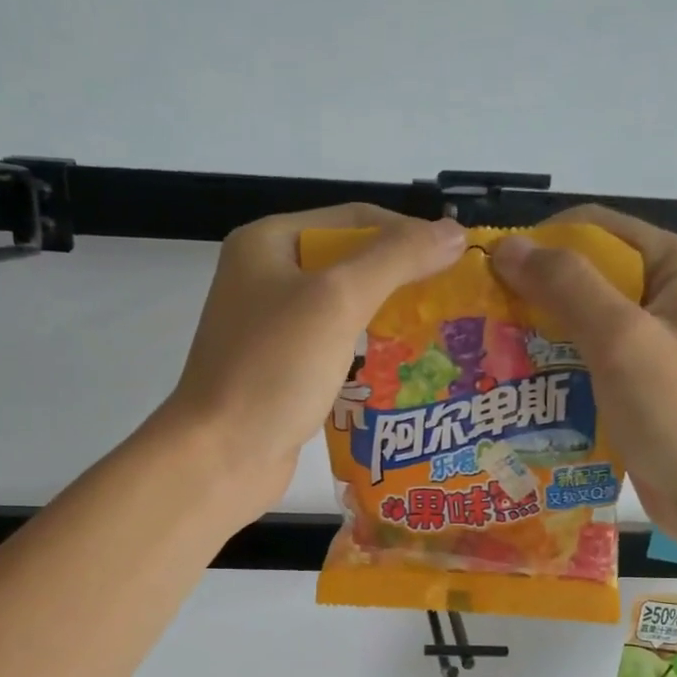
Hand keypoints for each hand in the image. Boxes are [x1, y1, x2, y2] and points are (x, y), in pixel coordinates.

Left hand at [161, 204, 466, 516]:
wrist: (220, 456)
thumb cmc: (274, 369)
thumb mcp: (337, 301)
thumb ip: (396, 259)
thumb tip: (453, 232)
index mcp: (268, 242)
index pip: (354, 219)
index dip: (408, 233)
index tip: (457, 261)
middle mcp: (266, 277)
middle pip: (349, 262)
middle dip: (401, 279)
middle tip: (451, 301)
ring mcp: (271, 327)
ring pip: (343, 308)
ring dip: (387, 317)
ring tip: (436, 333)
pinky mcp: (280, 369)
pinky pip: (333, 347)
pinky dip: (366, 352)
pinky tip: (401, 369)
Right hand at [491, 206, 676, 531]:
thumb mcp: (622, 340)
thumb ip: (567, 288)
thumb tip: (506, 248)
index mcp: (675, 266)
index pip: (593, 229)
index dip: (538, 244)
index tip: (487, 275)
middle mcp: (665, 295)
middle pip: (584, 275)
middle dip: (531, 295)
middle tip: (481, 322)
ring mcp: (652, 343)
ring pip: (580, 322)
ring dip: (536, 335)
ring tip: (488, 356)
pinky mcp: (638, 384)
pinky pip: (586, 362)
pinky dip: (553, 369)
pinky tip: (518, 387)